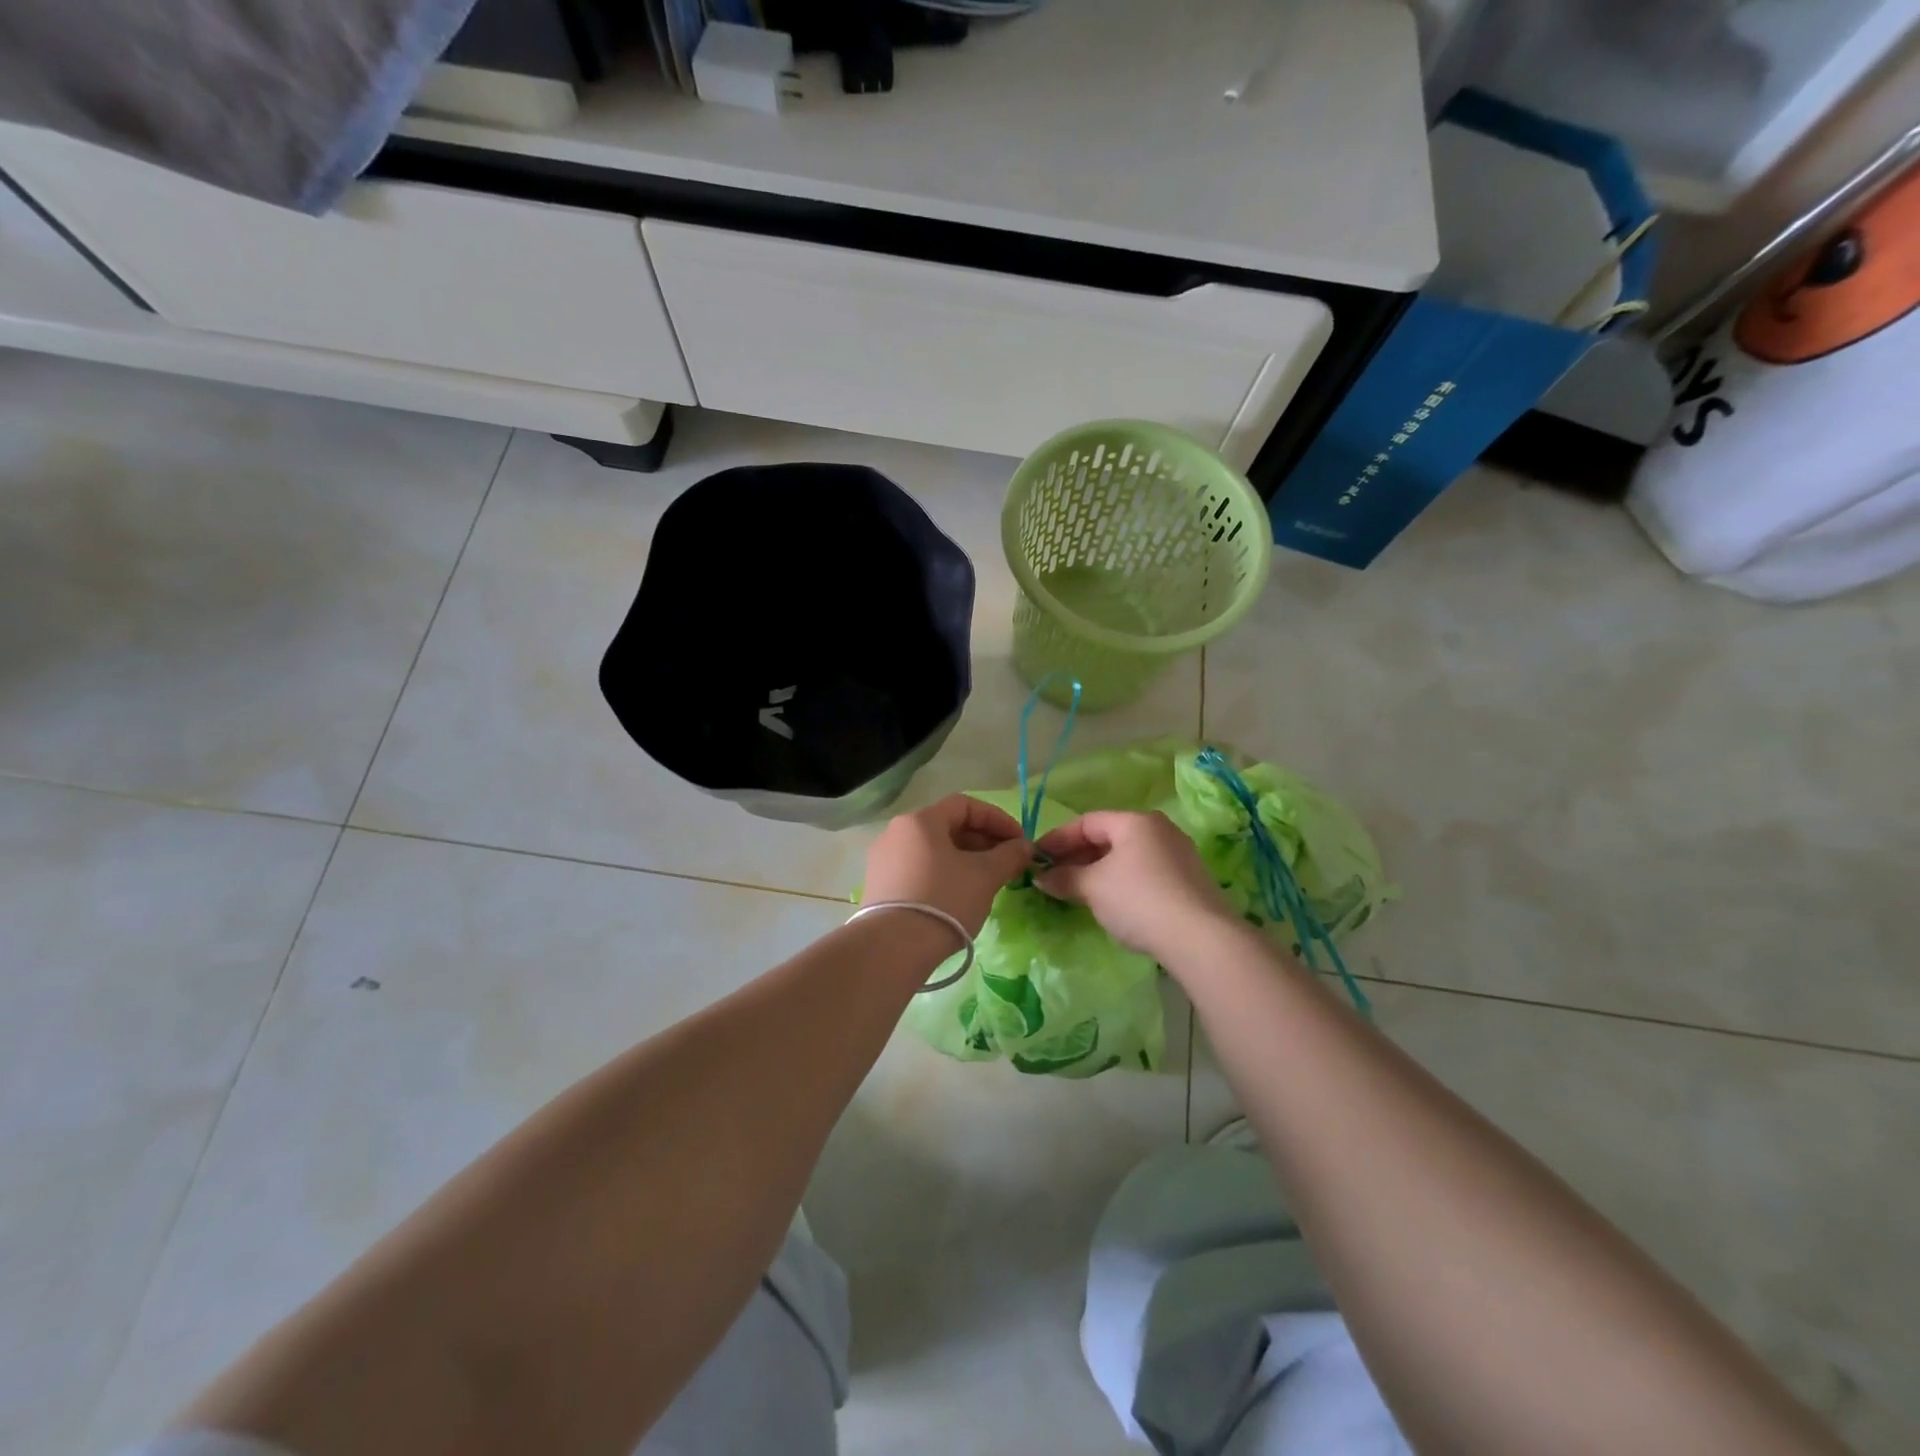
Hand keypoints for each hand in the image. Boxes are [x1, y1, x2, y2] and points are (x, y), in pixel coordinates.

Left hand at [864, 795, 1032, 936]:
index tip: (1019, 841)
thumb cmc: (944, 900)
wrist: (894, 948)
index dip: (997, 819)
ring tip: (987, 881)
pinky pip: (919, 868)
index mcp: (920, 820)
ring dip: (965, 859)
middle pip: (947, 826)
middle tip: (1007, 863)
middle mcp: (897, 832)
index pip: (965, 805)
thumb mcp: (985, 876)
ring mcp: (884, 859)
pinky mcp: (880, 886)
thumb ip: (1009, 855)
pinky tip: (959, 896)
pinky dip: (944, 873)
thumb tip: (1025, 846)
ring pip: (933, 849)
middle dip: (982, 841)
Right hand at [1034, 810, 1236, 959]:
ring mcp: (1178, 855)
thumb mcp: (1093, 887)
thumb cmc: (1139, 899)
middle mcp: (1160, 830)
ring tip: (1077, 891)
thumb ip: (1064, 878)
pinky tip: (1110, 903)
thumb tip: (1041, 877)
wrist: (1201, 938)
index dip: (1058, 839)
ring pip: (1127, 857)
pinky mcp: (1189, 881)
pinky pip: (1144, 873)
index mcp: (1136, 821)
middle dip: (1077, 856)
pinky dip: (1120, 882)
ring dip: (1097, 871)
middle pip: (1109, 837)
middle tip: (1053, 876)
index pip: (1087, 822)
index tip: (1037, 858)